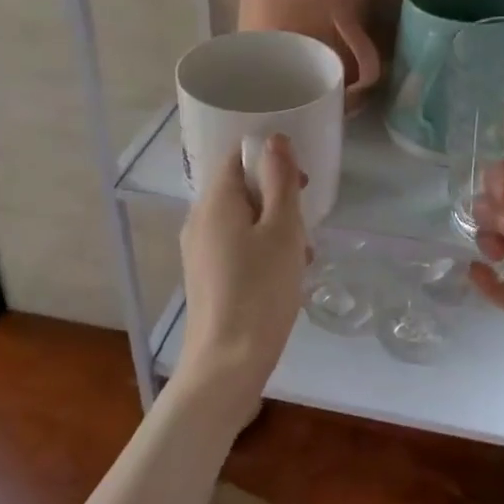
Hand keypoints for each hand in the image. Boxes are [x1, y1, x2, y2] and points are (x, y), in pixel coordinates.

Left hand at [175, 134, 309, 416]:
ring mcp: (198, 250)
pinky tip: (282, 278)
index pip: (237, 156)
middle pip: (240, 189)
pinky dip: (260, 250)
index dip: (271, 159)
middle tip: (305, 226)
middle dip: (277, 199)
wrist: (226, 364)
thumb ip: (280, 181)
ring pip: (241, 220)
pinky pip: (234, 246)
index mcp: (215, 201)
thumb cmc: (261, 290)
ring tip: (300, 257)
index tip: (301, 182)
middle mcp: (199, 219)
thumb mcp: (282, 230)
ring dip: (273, 228)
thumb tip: (274, 139)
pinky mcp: (204, 276)